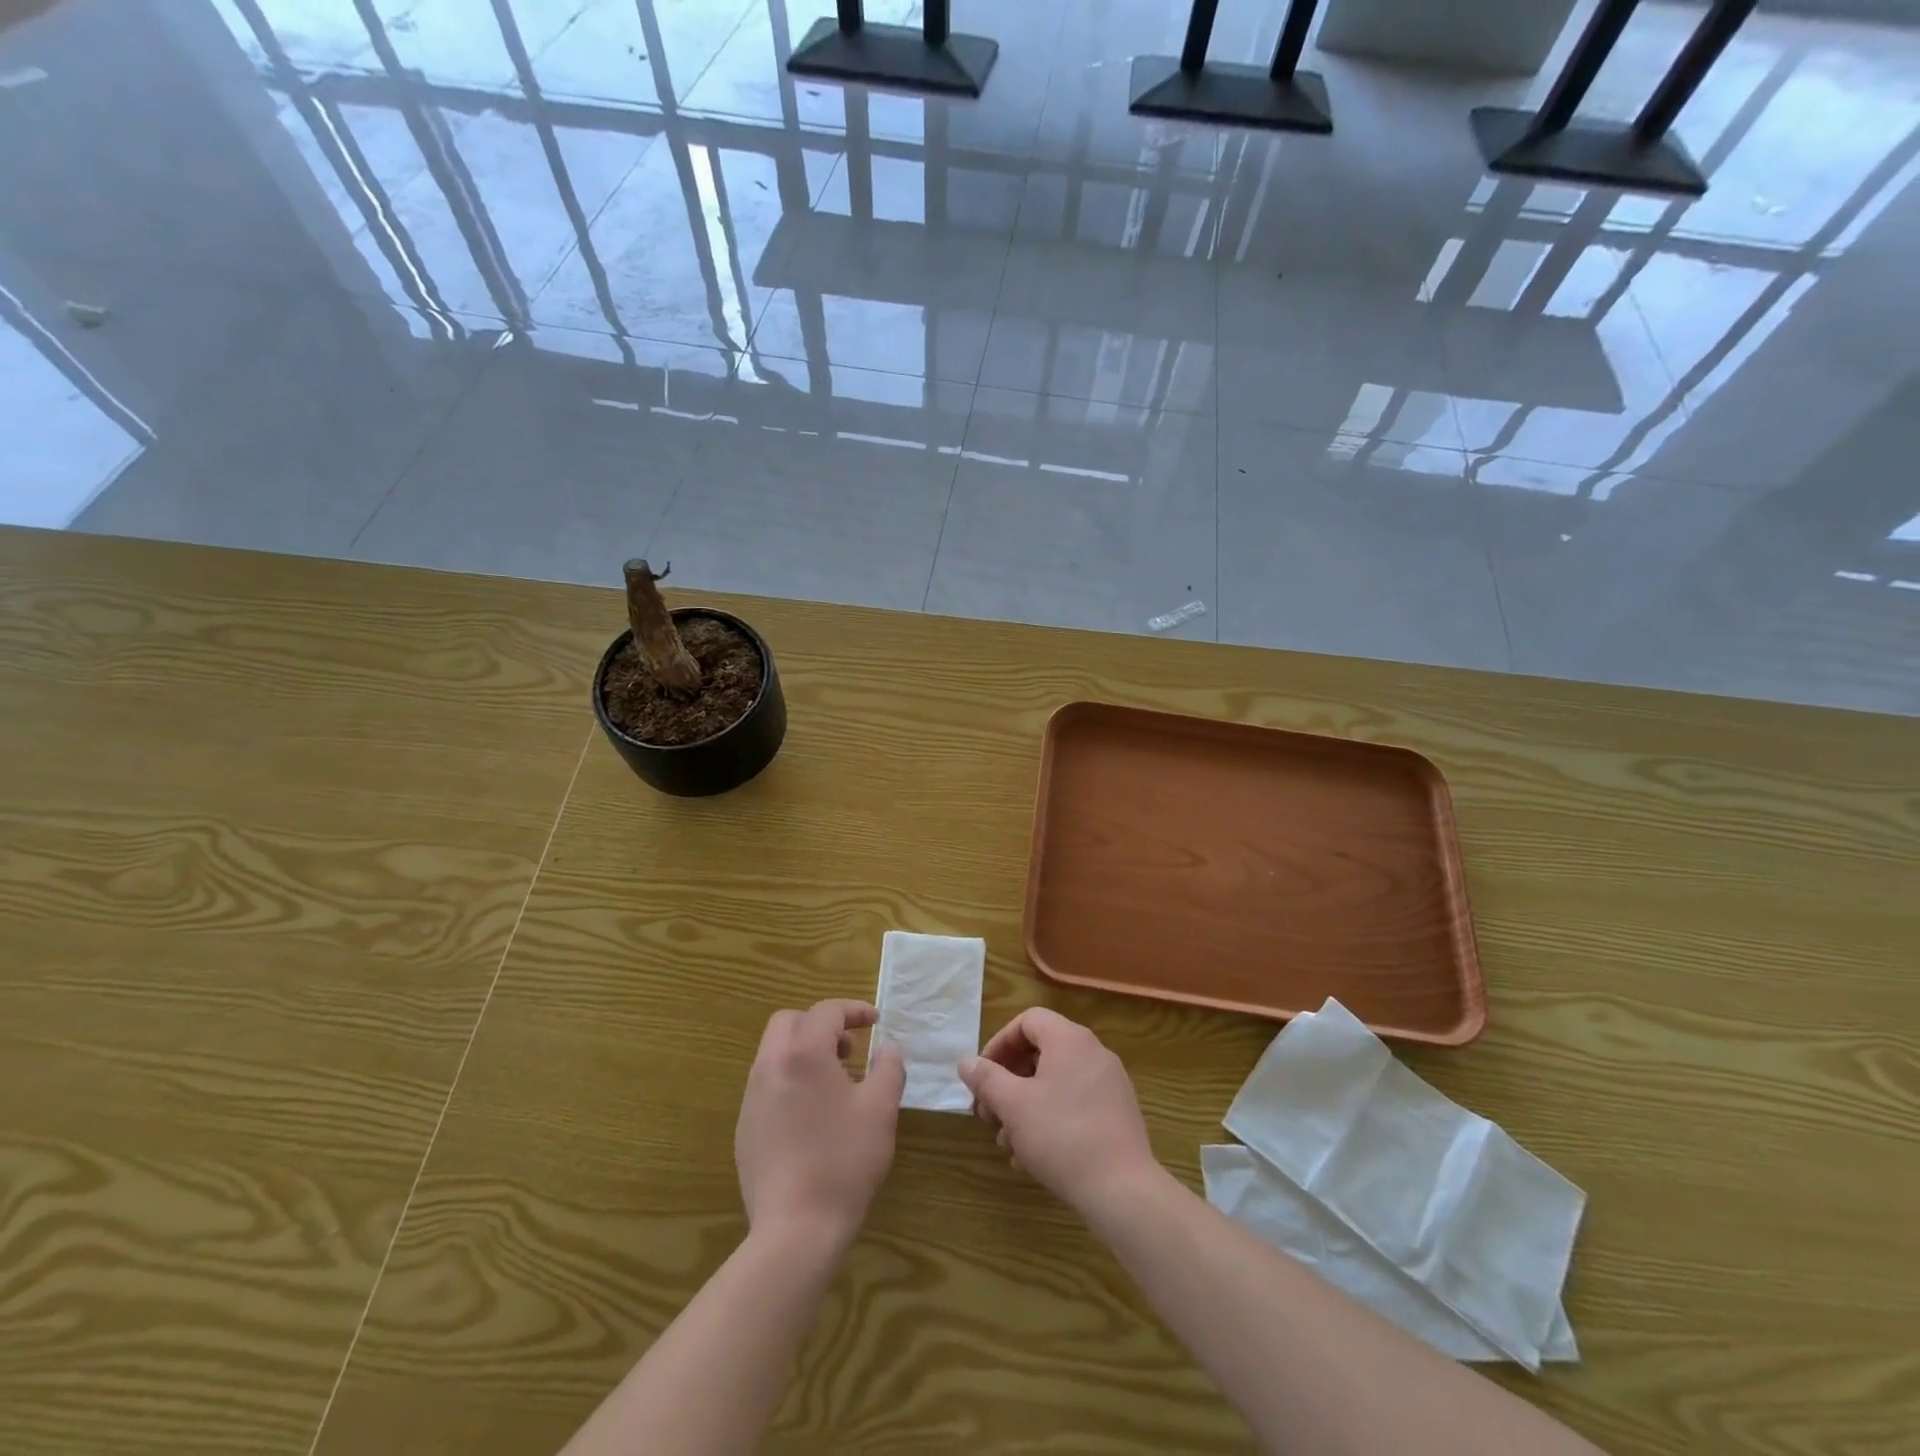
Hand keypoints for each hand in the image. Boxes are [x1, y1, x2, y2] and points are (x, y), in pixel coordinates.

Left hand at [736, 999, 905, 1255]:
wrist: (796, 1230)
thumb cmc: (844, 1161)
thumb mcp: (881, 1109)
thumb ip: (889, 1068)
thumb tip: (888, 1049)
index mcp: (803, 1054)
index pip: (826, 1011)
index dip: (853, 1010)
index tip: (876, 1022)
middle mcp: (770, 1066)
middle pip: (789, 1022)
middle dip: (821, 1024)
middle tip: (849, 1048)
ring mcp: (751, 1098)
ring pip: (774, 1052)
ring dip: (805, 1051)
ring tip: (836, 1082)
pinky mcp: (744, 1128)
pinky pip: (767, 1084)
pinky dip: (791, 1080)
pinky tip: (813, 1116)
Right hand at [959, 1008, 1160, 1215]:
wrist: (1123, 1190)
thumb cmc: (1061, 1136)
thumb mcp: (1013, 1105)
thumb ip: (986, 1078)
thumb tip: (966, 1062)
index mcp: (1070, 1039)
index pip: (1028, 1021)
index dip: (999, 1044)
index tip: (982, 1076)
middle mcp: (1094, 1052)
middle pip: (1041, 1053)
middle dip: (1008, 1082)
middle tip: (989, 1114)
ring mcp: (1110, 1084)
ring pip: (1055, 1083)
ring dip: (1025, 1107)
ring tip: (1008, 1143)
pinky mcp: (1118, 1114)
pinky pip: (1075, 1104)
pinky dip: (1049, 1120)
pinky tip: (1032, 1157)